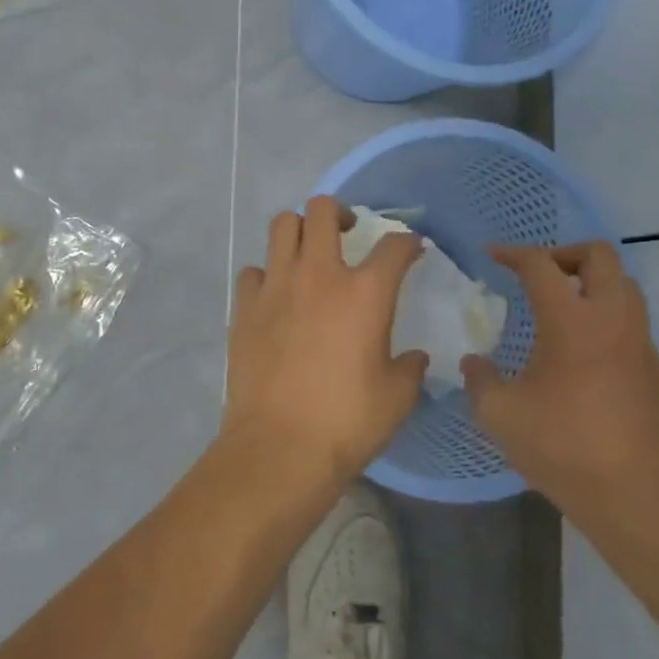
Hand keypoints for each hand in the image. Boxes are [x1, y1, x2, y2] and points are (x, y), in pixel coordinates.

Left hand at [219, 196, 428, 490]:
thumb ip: (410, 368)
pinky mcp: (244, 307)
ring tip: (308, 254)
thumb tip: (414, 358)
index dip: (408, 242)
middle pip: (323, 211)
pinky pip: (253, 271)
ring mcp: (276, 286)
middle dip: (340, 212)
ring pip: (282, 226)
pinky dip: (266, 275)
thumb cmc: (347, 422)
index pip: (394, 245)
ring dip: (299, 231)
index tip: (412, 250)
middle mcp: (319, 275)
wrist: (280, 447)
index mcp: (365, 292)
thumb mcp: (396, 398)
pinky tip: (275, 297)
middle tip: (348, 232)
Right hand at [462, 242, 658, 534]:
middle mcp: (613, 320)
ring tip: (560, 308)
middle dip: (564, 253)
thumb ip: (479, 380)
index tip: (492, 256)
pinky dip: (606, 318)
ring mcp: (642, 344)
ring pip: (624, 286)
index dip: (513, 253)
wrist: (637, 497)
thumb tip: (474, 363)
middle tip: (537, 275)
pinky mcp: (657, 371)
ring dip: (591, 283)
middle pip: (600, 256)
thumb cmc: (563, 448)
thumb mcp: (500, 415)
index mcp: (572, 322)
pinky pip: (632, 323)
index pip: (541, 265)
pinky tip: (583, 355)